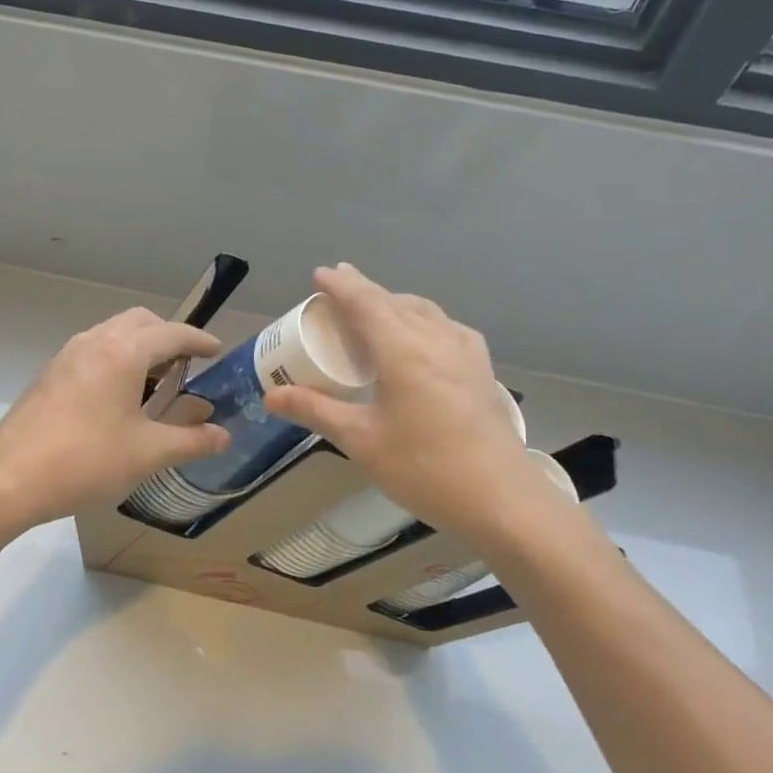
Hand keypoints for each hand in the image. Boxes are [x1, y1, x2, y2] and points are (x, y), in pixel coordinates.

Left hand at [0, 308, 230, 530]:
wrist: (9, 479)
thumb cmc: (86, 461)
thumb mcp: (148, 453)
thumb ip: (191, 441)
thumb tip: (224, 436)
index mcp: (123, 352)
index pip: (171, 333)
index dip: (199, 341)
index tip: (217, 351)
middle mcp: (94, 342)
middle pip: (140, 321)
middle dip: (168, 336)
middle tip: (187, 364)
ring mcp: (67, 356)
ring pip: (112, 333)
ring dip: (139, 346)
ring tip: (155, 380)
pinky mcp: (49, 375)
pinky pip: (92, 350)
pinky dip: (115, 358)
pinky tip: (118, 396)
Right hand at [264, 265, 548, 543]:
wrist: (501, 499)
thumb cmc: (424, 467)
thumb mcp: (361, 440)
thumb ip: (315, 411)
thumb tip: (271, 396)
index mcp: (402, 349)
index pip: (365, 301)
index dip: (340, 285)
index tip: (320, 273)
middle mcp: (435, 339)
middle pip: (395, 301)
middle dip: (365, 289)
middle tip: (339, 288)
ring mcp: (465, 352)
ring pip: (425, 311)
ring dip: (396, 302)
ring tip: (377, 308)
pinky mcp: (482, 370)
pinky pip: (448, 328)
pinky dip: (425, 320)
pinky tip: (425, 338)